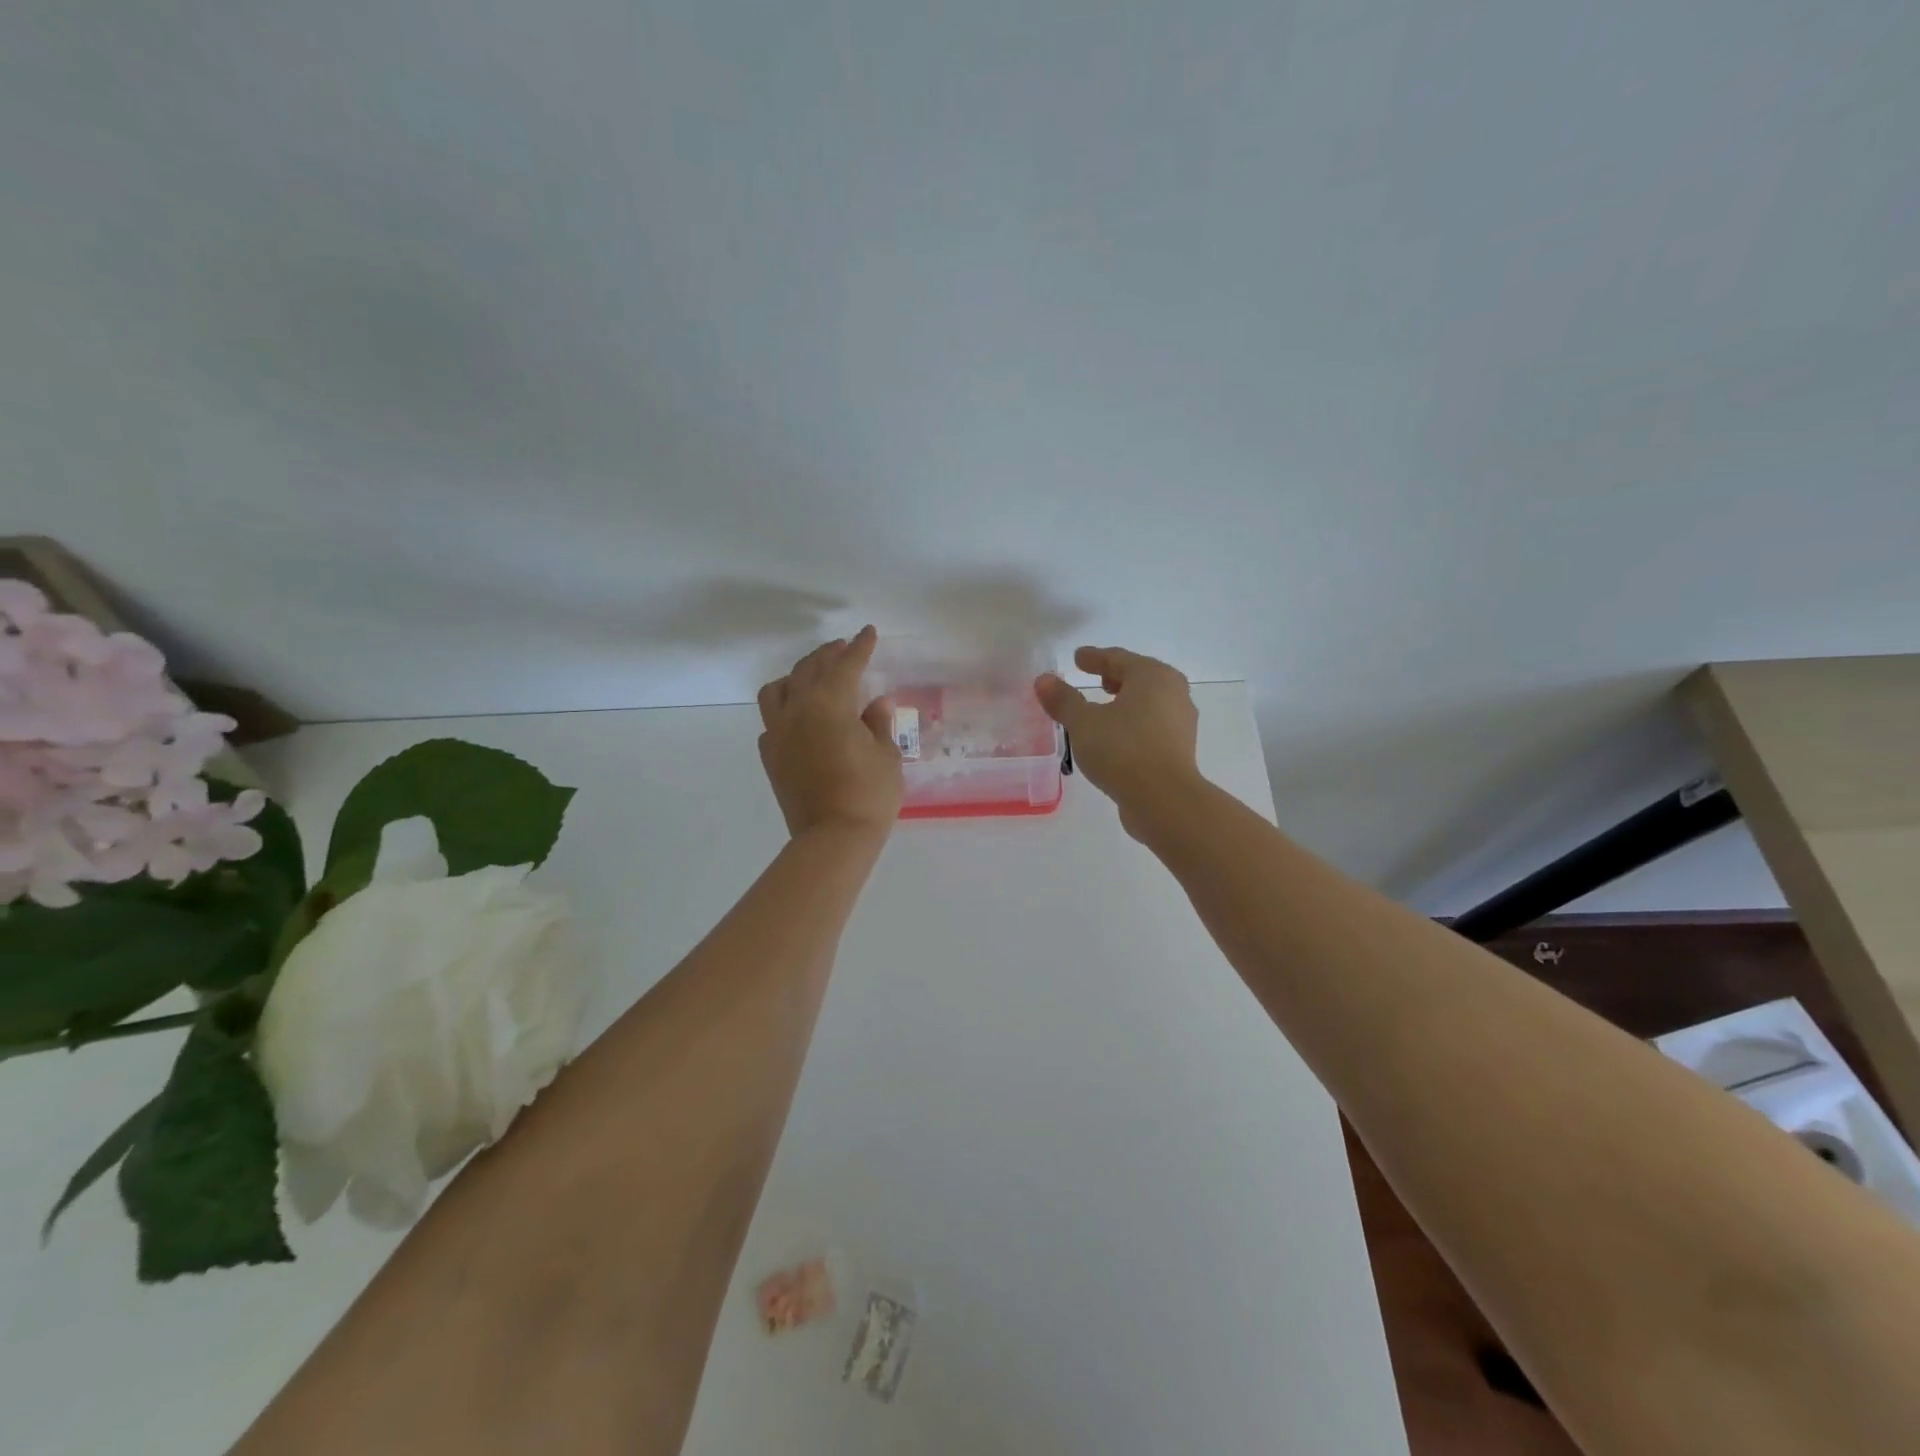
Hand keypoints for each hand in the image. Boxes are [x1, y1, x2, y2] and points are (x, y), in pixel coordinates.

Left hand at [757, 626, 902, 839]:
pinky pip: (771, 720)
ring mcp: (778, 733)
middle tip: (843, 648)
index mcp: (830, 704)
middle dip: (828, 655)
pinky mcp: (770, 756)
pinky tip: (798, 717)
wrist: (832, 839)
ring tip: (811, 677)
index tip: (868, 633)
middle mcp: (797, 710)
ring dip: (795, 676)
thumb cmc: (869, 794)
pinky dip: (784, 709)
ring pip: (777, 689)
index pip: (846, 665)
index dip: (860, 647)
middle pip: (808, 669)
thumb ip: (878, 723)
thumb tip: (876, 702)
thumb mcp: (887, 755)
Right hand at [1034, 647, 1203, 835]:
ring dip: (1126, 702)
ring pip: (1149, 702)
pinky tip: (1117, 737)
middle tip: (1095, 679)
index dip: (1095, 658)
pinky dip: (1134, 722)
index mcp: (1152, 676)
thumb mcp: (1084, 724)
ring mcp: (1181, 722)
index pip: (1118, 659)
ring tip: (1104, 710)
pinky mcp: (1179, 749)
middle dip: (1116, 677)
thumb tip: (1044, 680)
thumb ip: (1063, 700)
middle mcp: (1173, 692)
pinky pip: (1152, 724)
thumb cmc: (1123, 751)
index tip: (1078, 658)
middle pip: (1140, 677)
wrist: (1164, 800)